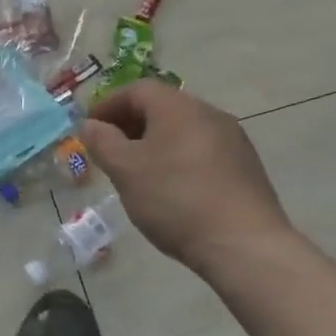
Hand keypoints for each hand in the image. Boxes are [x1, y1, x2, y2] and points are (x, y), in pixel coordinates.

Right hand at [77, 80, 295, 275]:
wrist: (244, 245)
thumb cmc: (175, 199)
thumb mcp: (124, 170)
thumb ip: (102, 141)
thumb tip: (91, 125)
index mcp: (178, 107)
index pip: (136, 90)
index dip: (108, 105)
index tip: (90, 130)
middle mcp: (209, 113)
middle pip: (161, 107)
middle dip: (130, 124)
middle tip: (109, 151)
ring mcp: (233, 140)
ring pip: (182, 130)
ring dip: (154, 143)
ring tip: (137, 172)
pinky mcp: (246, 167)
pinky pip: (201, 151)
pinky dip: (178, 159)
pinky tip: (171, 188)